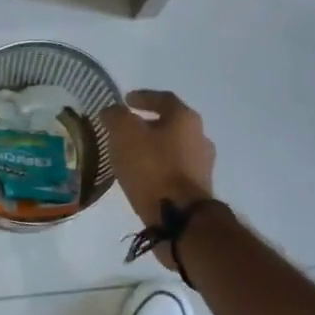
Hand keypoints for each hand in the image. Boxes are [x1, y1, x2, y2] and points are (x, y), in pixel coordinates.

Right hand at [97, 90, 216, 268]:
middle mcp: (200, 137)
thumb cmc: (152, 168)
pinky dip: (158, 168)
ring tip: (131, 156)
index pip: (164, 99)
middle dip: (148, 125)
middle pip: (171, 124)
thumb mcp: (125, 134)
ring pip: (174, 148)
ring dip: (154, 148)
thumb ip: (116, 117)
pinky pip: (174, 170)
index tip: (126, 101)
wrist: (180, 218)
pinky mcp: (198, 189)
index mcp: (185, 119)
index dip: (143, 97)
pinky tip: (142, 177)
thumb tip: (112, 112)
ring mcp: (202, 165)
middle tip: (126, 130)